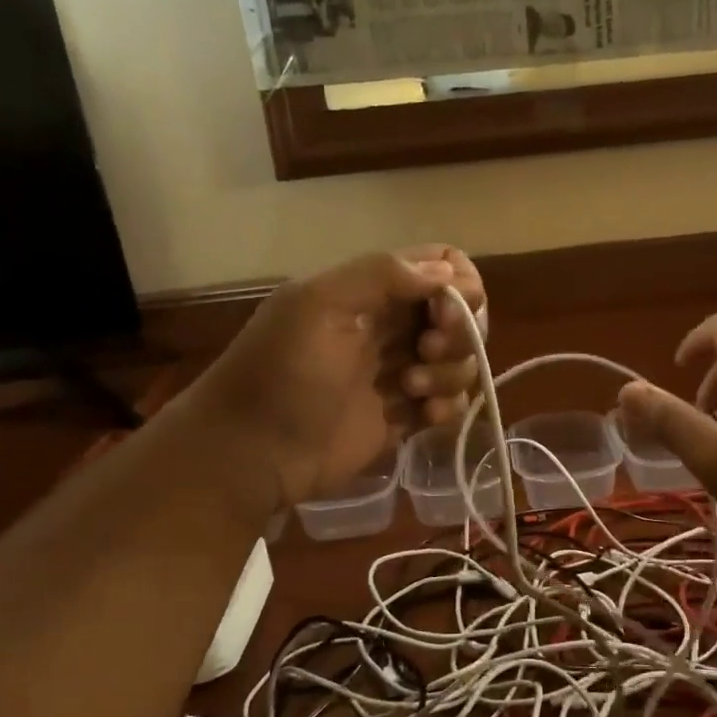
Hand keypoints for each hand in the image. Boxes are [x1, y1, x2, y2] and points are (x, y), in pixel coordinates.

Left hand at [189, 246, 485, 509]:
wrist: (254, 451)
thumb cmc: (282, 371)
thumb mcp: (318, 305)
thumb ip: (380, 275)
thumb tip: (446, 271)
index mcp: (373, 290)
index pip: (441, 265)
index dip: (459, 284)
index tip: (446, 311)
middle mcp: (394, 326)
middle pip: (462, 314)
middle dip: (459, 332)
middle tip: (425, 351)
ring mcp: (403, 372)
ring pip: (461, 360)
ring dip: (449, 373)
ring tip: (410, 390)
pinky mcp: (407, 416)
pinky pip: (452, 402)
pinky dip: (449, 407)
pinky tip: (425, 417)